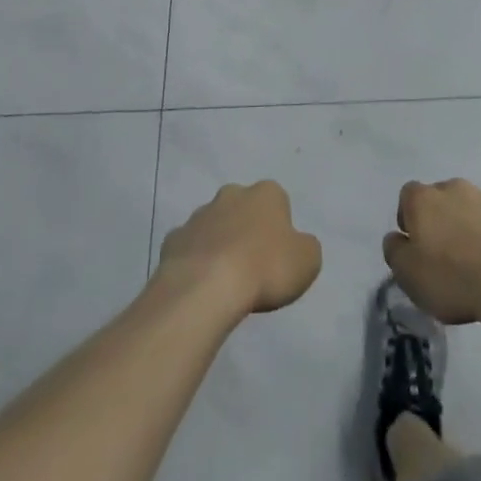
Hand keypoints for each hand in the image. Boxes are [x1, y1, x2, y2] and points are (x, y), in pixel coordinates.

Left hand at [157, 181, 321, 317]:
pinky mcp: (173, 240)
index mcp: (266, 193)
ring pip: (213, 227)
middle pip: (242, 209)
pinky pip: (189, 249)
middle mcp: (231, 194)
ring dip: (219, 245)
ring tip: (224, 282)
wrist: (206, 288)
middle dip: (246, 230)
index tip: (279, 256)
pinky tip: (200, 287)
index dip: (280, 229)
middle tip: (252, 266)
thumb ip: (305, 248)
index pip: (278, 202)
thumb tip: (296, 246)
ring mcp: (198, 216)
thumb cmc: (265, 268)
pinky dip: (194, 263)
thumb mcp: (307, 261)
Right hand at [382, 178, 480, 324]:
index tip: (416, 247)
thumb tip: (396, 238)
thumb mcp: (408, 275)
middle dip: (441, 221)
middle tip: (446, 256)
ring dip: (469, 227)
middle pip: (441, 199)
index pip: (407, 196)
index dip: (409, 220)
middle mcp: (453, 188)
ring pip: (471, 208)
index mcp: (423, 199)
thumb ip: (395, 252)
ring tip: (477, 263)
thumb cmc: (453, 276)